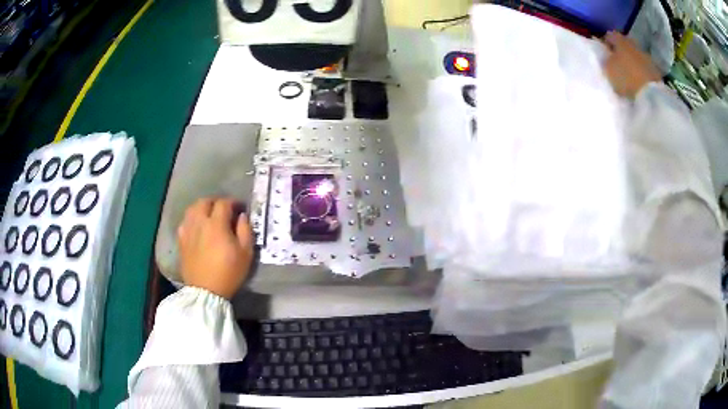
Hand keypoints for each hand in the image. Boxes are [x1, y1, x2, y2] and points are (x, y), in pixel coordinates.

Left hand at [178, 198, 253, 298]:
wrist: (206, 291)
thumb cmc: (229, 273)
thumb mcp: (245, 253)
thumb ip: (245, 230)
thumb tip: (242, 216)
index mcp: (216, 224)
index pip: (224, 203)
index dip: (233, 202)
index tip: (240, 208)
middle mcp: (199, 222)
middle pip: (204, 201)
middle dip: (215, 202)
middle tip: (224, 210)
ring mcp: (188, 231)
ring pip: (192, 209)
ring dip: (202, 208)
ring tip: (209, 215)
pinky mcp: (181, 240)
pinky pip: (184, 222)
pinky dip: (192, 220)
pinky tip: (197, 227)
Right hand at [602, 31, 662, 98]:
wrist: (652, 96)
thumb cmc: (626, 78)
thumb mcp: (608, 69)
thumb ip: (606, 60)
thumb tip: (606, 57)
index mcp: (620, 39)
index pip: (610, 35)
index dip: (606, 43)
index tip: (604, 52)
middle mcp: (633, 43)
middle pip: (625, 44)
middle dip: (621, 51)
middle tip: (617, 62)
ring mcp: (646, 57)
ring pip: (635, 55)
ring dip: (632, 62)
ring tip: (628, 73)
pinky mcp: (655, 71)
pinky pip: (644, 68)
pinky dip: (641, 72)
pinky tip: (638, 81)